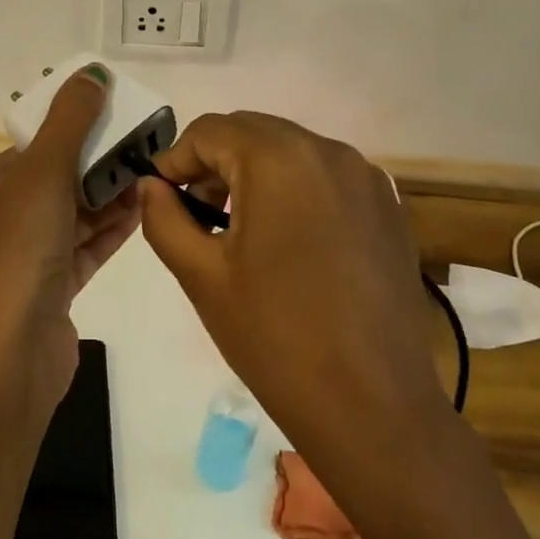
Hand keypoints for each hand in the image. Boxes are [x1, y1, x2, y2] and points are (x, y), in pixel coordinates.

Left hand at [0, 65, 139, 419]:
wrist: (12, 355)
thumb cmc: (18, 252)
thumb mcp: (43, 174)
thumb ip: (70, 121)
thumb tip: (91, 72)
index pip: (32, 149)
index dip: (73, 130)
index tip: (115, 118)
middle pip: (55, 180)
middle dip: (98, 163)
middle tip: (144, 146)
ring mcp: (25, 258)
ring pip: (72, 215)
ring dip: (109, 196)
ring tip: (152, 174)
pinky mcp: (50, 288)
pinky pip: (84, 247)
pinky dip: (110, 230)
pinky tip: (143, 212)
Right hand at [138, 112, 447, 453]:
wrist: (374, 408)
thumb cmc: (275, 338)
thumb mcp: (201, 274)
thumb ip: (163, 217)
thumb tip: (150, 185)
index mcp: (279, 160)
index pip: (210, 130)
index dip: (175, 159)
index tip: (161, 198)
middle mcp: (329, 152)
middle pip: (252, 132)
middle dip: (214, 162)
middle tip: (195, 213)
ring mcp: (367, 179)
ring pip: (291, 151)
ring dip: (254, 173)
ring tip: (238, 229)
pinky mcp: (389, 210)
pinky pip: (326, 177)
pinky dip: (295, 189)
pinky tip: (288, 243)